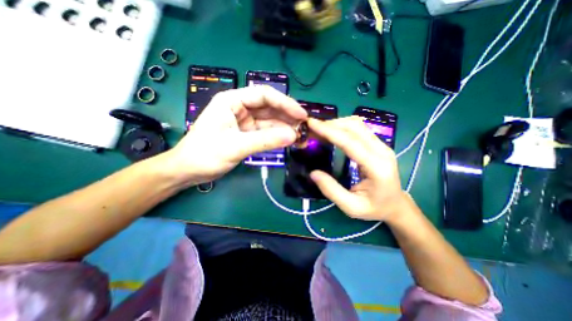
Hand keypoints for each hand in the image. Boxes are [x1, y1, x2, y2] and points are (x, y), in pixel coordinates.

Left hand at [160, 85, 307, 185]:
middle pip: (269, 108)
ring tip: (301, 137)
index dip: (285, 103)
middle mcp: (240, 108)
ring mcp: (244, 122)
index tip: (302, 115)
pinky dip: (277, 136)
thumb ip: (265, 140)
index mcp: (232, 101)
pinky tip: (289, 140)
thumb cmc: (205, 154)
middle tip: (305, 128)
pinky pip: (266, 132)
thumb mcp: (236, 146)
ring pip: (270, 121)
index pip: (264, 95)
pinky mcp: (247, 134)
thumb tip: (293, 136)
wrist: (188, 171)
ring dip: (285, 128)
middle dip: (288, 117)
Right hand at [309, 116, 405, 222]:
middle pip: (355, 127)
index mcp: (376, 167)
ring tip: (319, 129)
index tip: (311, 124)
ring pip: (357, 124)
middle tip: (312, 128)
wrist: (396, 205)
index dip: (329, 131)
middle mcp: (382, 150)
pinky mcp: (378, 144)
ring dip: (337, 123)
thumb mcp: (351, 207)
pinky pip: (359, 128)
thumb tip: (313, 173)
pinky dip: (343, 126)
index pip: (350, 141)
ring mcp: (382, 145)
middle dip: (331, 124)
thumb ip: (332, 190)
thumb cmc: (375, 208)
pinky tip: (332, 132)